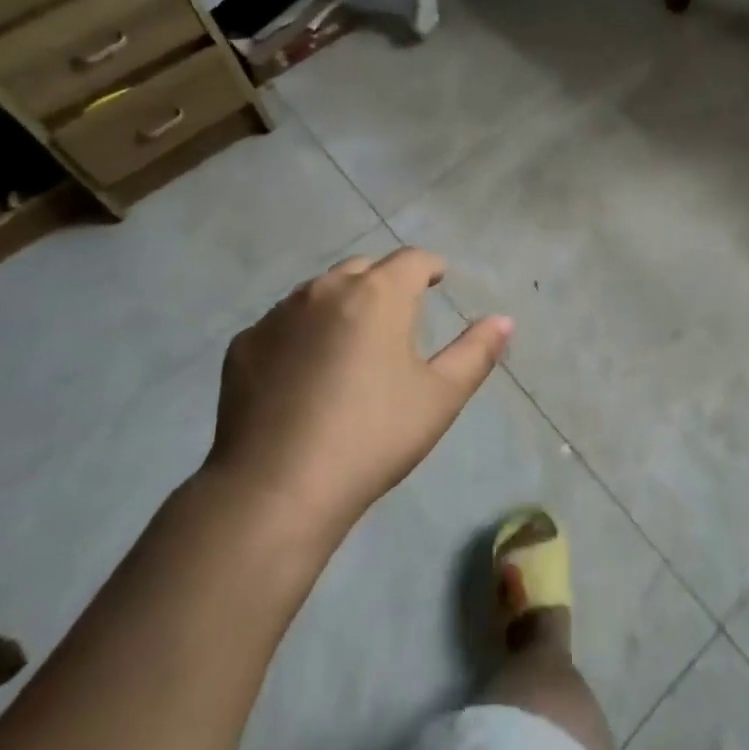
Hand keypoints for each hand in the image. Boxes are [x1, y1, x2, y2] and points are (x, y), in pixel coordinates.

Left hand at [202, 248, 513, 537]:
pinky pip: (282, 324)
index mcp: (378, 293)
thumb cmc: (372, 437)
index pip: (412, 259)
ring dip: (342, 303)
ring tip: (351, 341)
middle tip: (398, 314)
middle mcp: (326, 289)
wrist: (275, 491)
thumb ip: (476, 352)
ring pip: (319, 292)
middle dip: (385, 281)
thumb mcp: (439, 397)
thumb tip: (503, 320)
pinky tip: (303, 373)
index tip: (437, 280)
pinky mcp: (244, 345)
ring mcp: (279, 314)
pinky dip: (301, 334)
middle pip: (364, 268)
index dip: (429, 266)